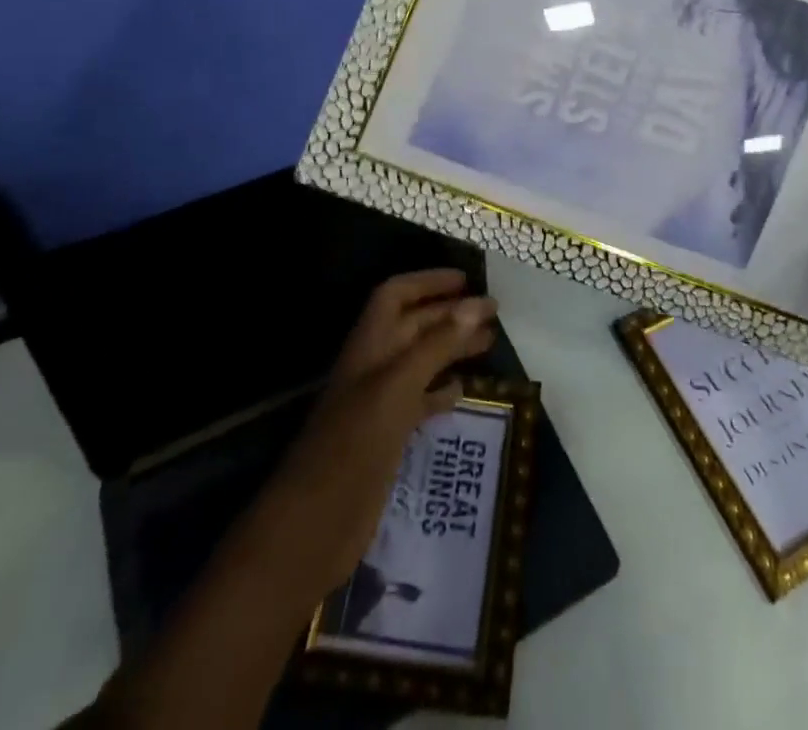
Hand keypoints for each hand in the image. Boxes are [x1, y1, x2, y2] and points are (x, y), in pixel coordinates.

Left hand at [269, 269, 497, 590]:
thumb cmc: (354, 445)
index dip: (428, 282)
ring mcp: (379, 403)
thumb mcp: (398, 387)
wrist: (313, 526)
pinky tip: (463, 391)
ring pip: (420, 362)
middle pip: (414, 326)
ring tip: (488, 344)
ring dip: (451, 349)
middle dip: (450, 314)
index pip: (396, 295)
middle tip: (494, 313)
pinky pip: (419, 401)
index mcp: (369, 345)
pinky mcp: (386, 438)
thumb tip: (475, 303)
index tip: (468, 281)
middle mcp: (374, 367)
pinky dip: (441, 391)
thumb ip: (437, 345)